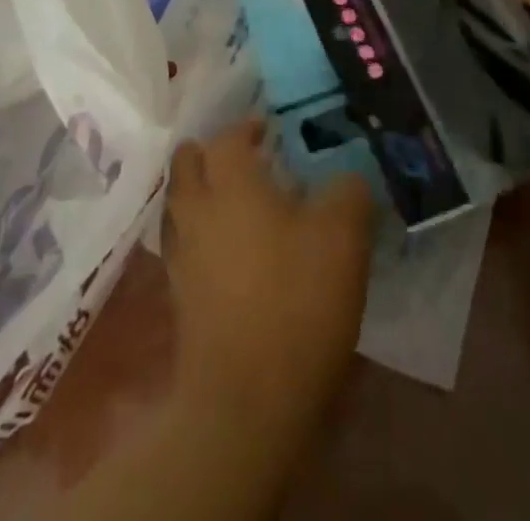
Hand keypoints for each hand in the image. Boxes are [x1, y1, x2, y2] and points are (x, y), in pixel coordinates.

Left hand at [163, 119, 373, 428]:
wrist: (246, 402)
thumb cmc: (295, 301)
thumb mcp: (344, 235)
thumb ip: (349, 191)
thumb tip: (347, 179)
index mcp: (230, 181)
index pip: (228, 135)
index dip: (248, 127)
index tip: (271, 131)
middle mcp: (196, 208)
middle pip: (189, 162)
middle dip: (213, 154)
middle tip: (249, 162)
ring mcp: (181, 255)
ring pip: (182, 204)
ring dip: (205, 194)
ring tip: (243, 205)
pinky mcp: (180, 297)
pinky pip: (186, 245)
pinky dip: (204, 236)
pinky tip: (236, 253)